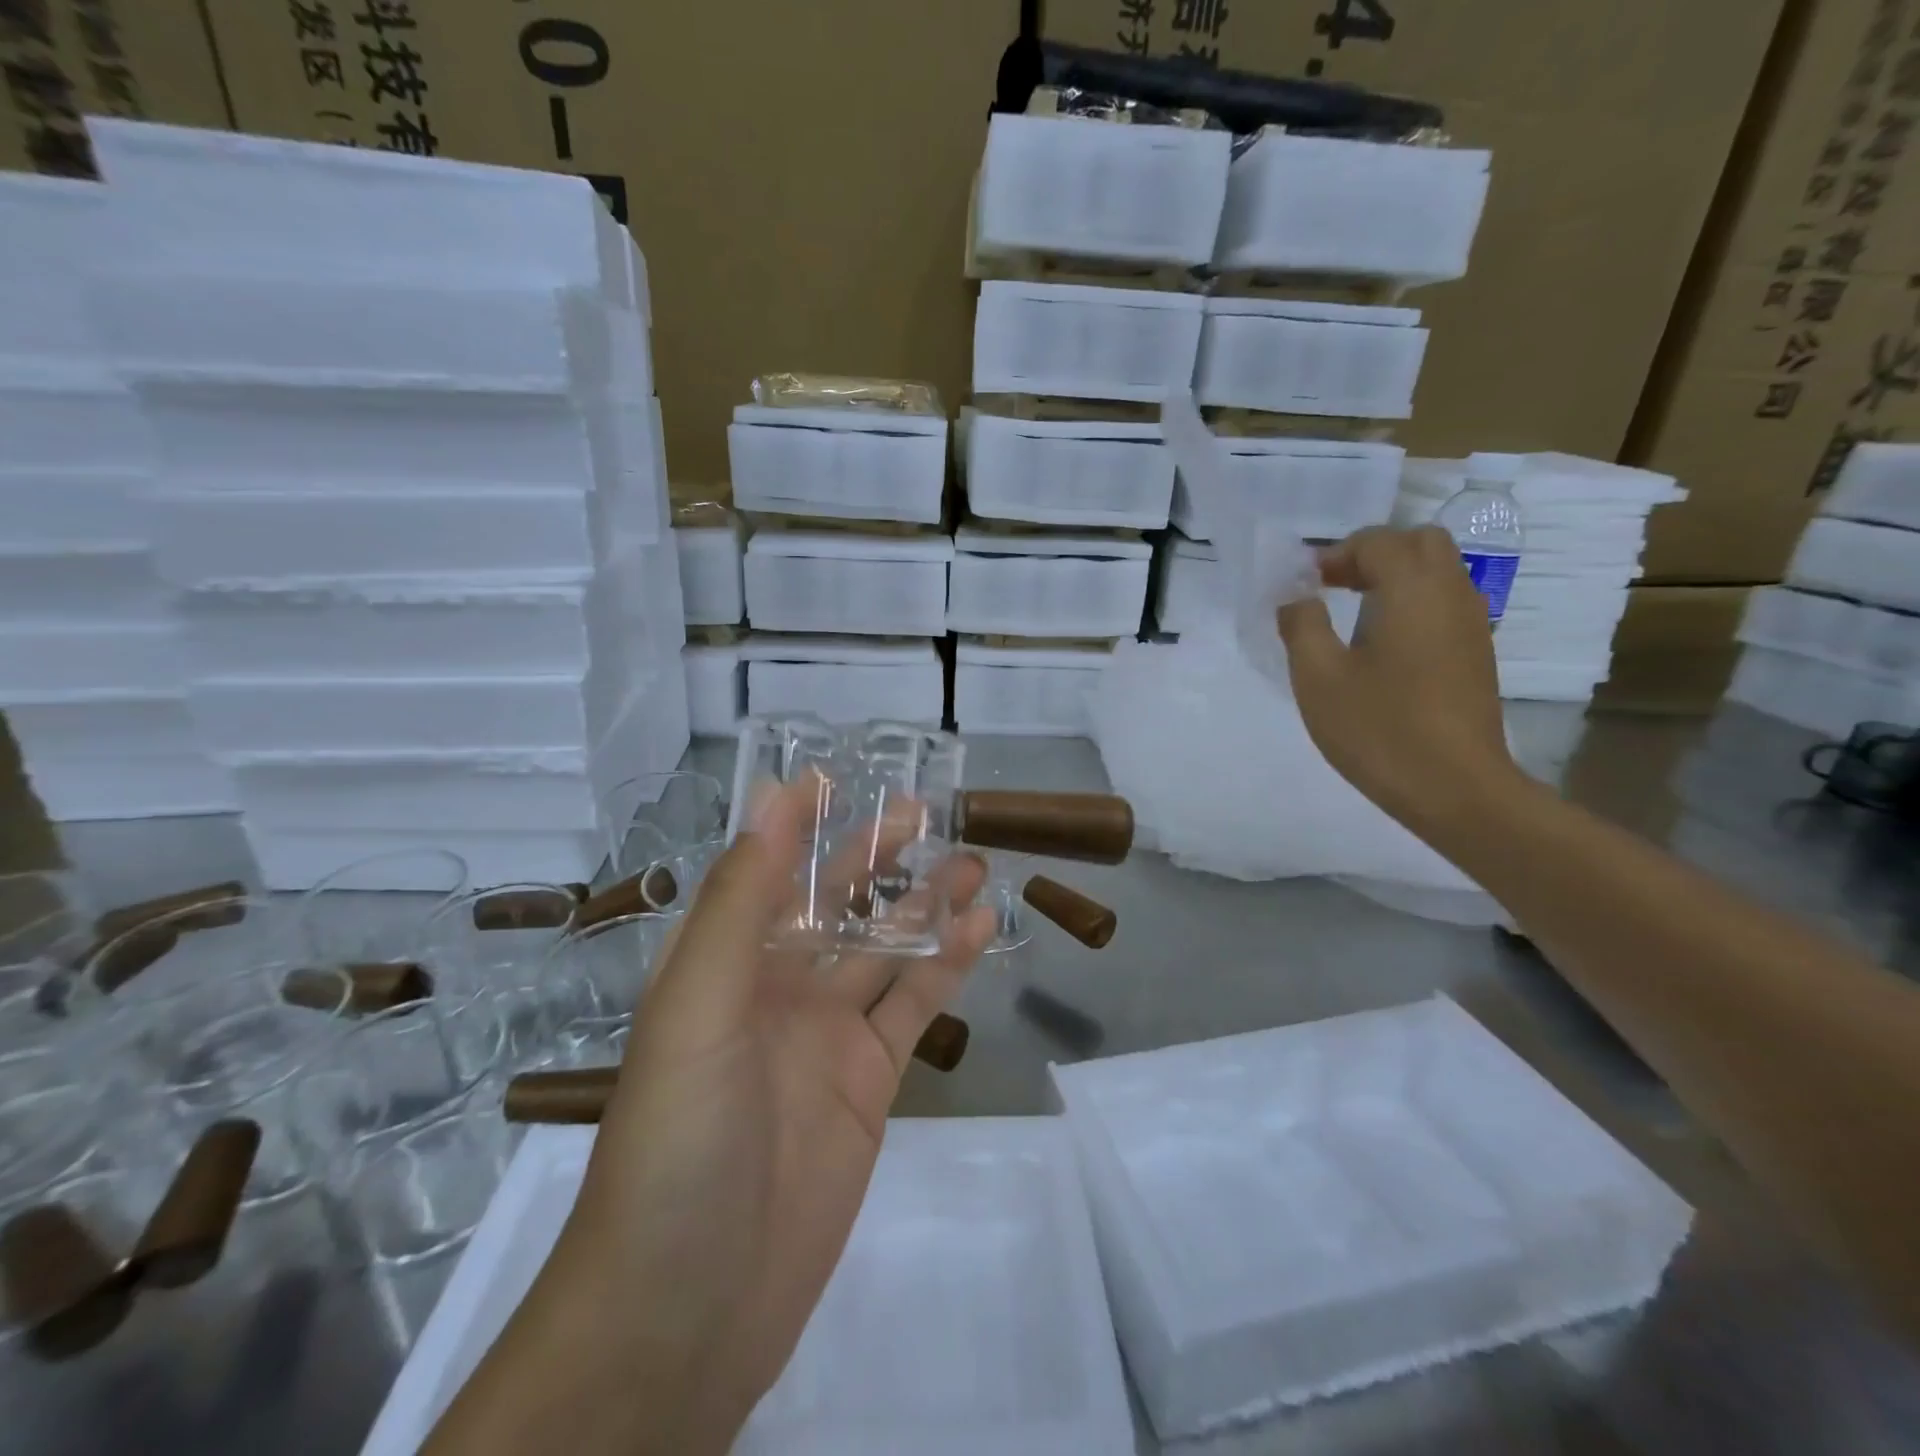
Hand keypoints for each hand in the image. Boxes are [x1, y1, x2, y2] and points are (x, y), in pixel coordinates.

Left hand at [427, 780, 995, 1455]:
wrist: (689, 1311)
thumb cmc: (678, 1141)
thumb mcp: (699, 1007)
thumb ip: (740, 901)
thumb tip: (771, 798)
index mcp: (721, 963)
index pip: (762, 872)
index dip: (795, 824)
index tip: (834, 777)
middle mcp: (773, 988)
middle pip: (831, 904)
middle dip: (872, 856)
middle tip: (921, 811)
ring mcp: (825, 1035)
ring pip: (883, 950)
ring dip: (922, 904)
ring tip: (969, 862)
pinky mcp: (869, 1081)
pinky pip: (912, 1006)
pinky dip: (946, 965)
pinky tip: (979, 929)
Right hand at [1276, 525, 1522, 835]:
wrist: (1455, 789)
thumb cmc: (1379, 728)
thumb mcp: (1318, 678)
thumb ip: (1301, 626)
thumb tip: (1297, 598)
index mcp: (1412, 590)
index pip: (1377, 541)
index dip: (1336, 554)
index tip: (1305, 585)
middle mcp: (1451, 594)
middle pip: (1420, 543)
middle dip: (1373, 554)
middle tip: (1333, 586)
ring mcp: (1471, 625)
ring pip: (1439, 572)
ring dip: (1395, 577)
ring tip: (1352, 614)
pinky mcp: (1476, 654)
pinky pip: (1445, 604)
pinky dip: (1412, 603)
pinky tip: (1382, 645)